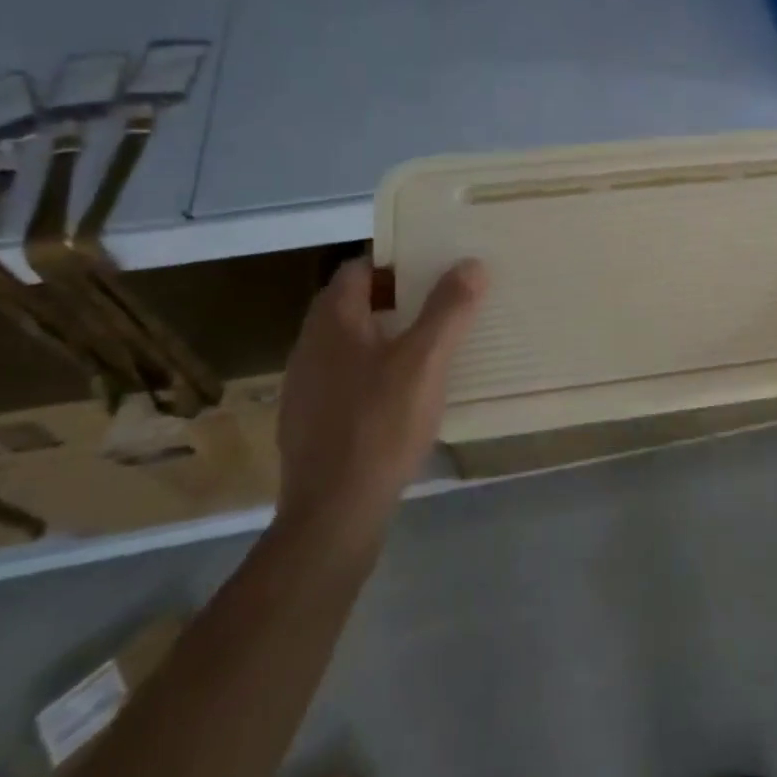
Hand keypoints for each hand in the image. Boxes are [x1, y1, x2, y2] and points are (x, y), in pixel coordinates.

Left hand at [274, 256, 487, 553]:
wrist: (334, 514)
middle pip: (352, 303)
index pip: (358, 268)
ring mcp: (305, 386)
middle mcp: (310, 346)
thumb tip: (471, 264)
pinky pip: (346, 377)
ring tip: (430, 345)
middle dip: (396, 297)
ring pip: (349, 342)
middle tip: (442, 302)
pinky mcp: (311, 421)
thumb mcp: (426, 361)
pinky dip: (374, 370)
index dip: (396, 262)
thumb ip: (449, 309)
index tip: (434, 266)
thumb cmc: (381, 425)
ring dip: (386, 335)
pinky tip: (404, 394)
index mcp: (332, 322)